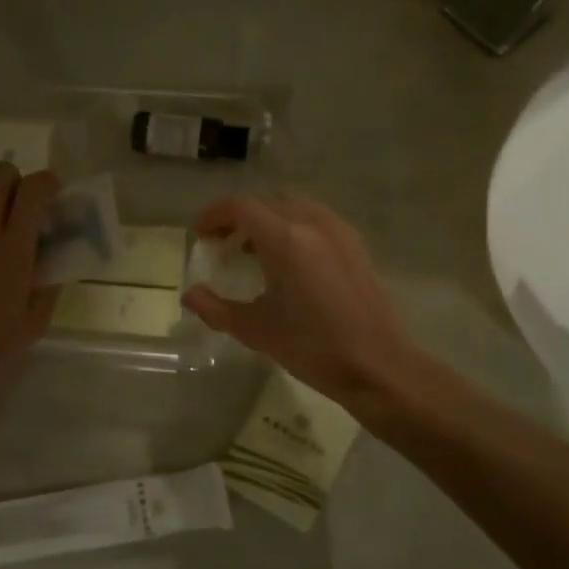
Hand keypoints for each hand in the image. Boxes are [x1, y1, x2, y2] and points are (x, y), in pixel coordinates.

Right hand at [183, 195, 418, 405]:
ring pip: (293, 206)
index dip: (214, 215)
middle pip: (266, 202)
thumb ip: (216, 309)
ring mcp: (338, 232)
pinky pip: (316, 219)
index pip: (241, 207)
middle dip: (238, 217)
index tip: (200, 235)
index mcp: (285, 239)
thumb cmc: (312, 348)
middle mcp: (312, 224)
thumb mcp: (255, 331)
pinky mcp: (355, 245)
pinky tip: (288, 261)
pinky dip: (293, 226)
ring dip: (267, 219)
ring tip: (252, 251)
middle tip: (222, 244)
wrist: (378, 366)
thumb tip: (191, 295)